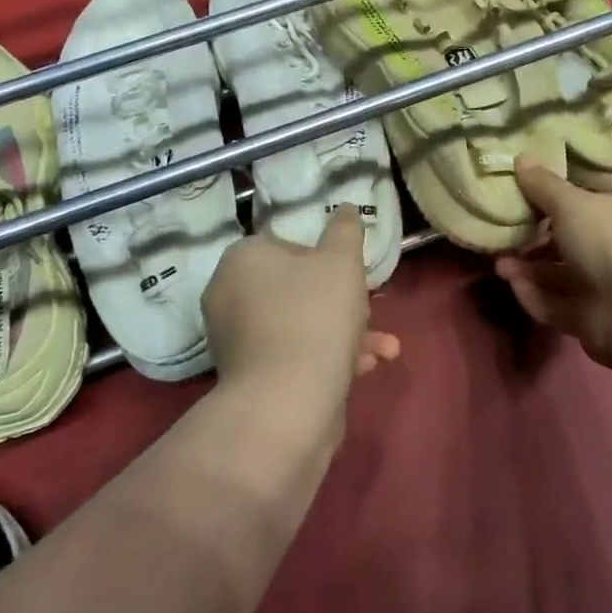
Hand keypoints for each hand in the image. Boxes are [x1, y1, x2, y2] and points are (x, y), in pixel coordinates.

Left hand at [202, 205, 400, 403]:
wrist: (288, 404)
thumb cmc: (315, 316)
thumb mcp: (341, 261)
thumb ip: (345, 230)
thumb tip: (345, 207)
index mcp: (241, 259)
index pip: (287, 245)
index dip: (325, 260)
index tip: (351, 277)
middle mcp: (228, 295)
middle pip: (295, 288)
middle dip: (342, 301)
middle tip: (369, 310)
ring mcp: (235, 340)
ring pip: (300, 324)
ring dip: (345, 332)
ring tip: (383, 347)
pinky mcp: (248, 378)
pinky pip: (293, 355)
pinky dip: (326, 357)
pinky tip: (363, 369)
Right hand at [493, 157, 611, 371]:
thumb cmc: (611, 242)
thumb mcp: (572, 203)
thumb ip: (543, 185)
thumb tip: (521, 157)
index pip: (588, 201)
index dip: (554, 199)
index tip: (521, 197)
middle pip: (569, 240)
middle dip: (533, 239)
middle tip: (502, 234)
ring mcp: (609, 287)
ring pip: (560, 275)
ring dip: (528, 269)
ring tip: (499, 265)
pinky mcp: (595, 320)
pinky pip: (558, 304)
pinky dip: (536, 296)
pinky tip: (514, 287)